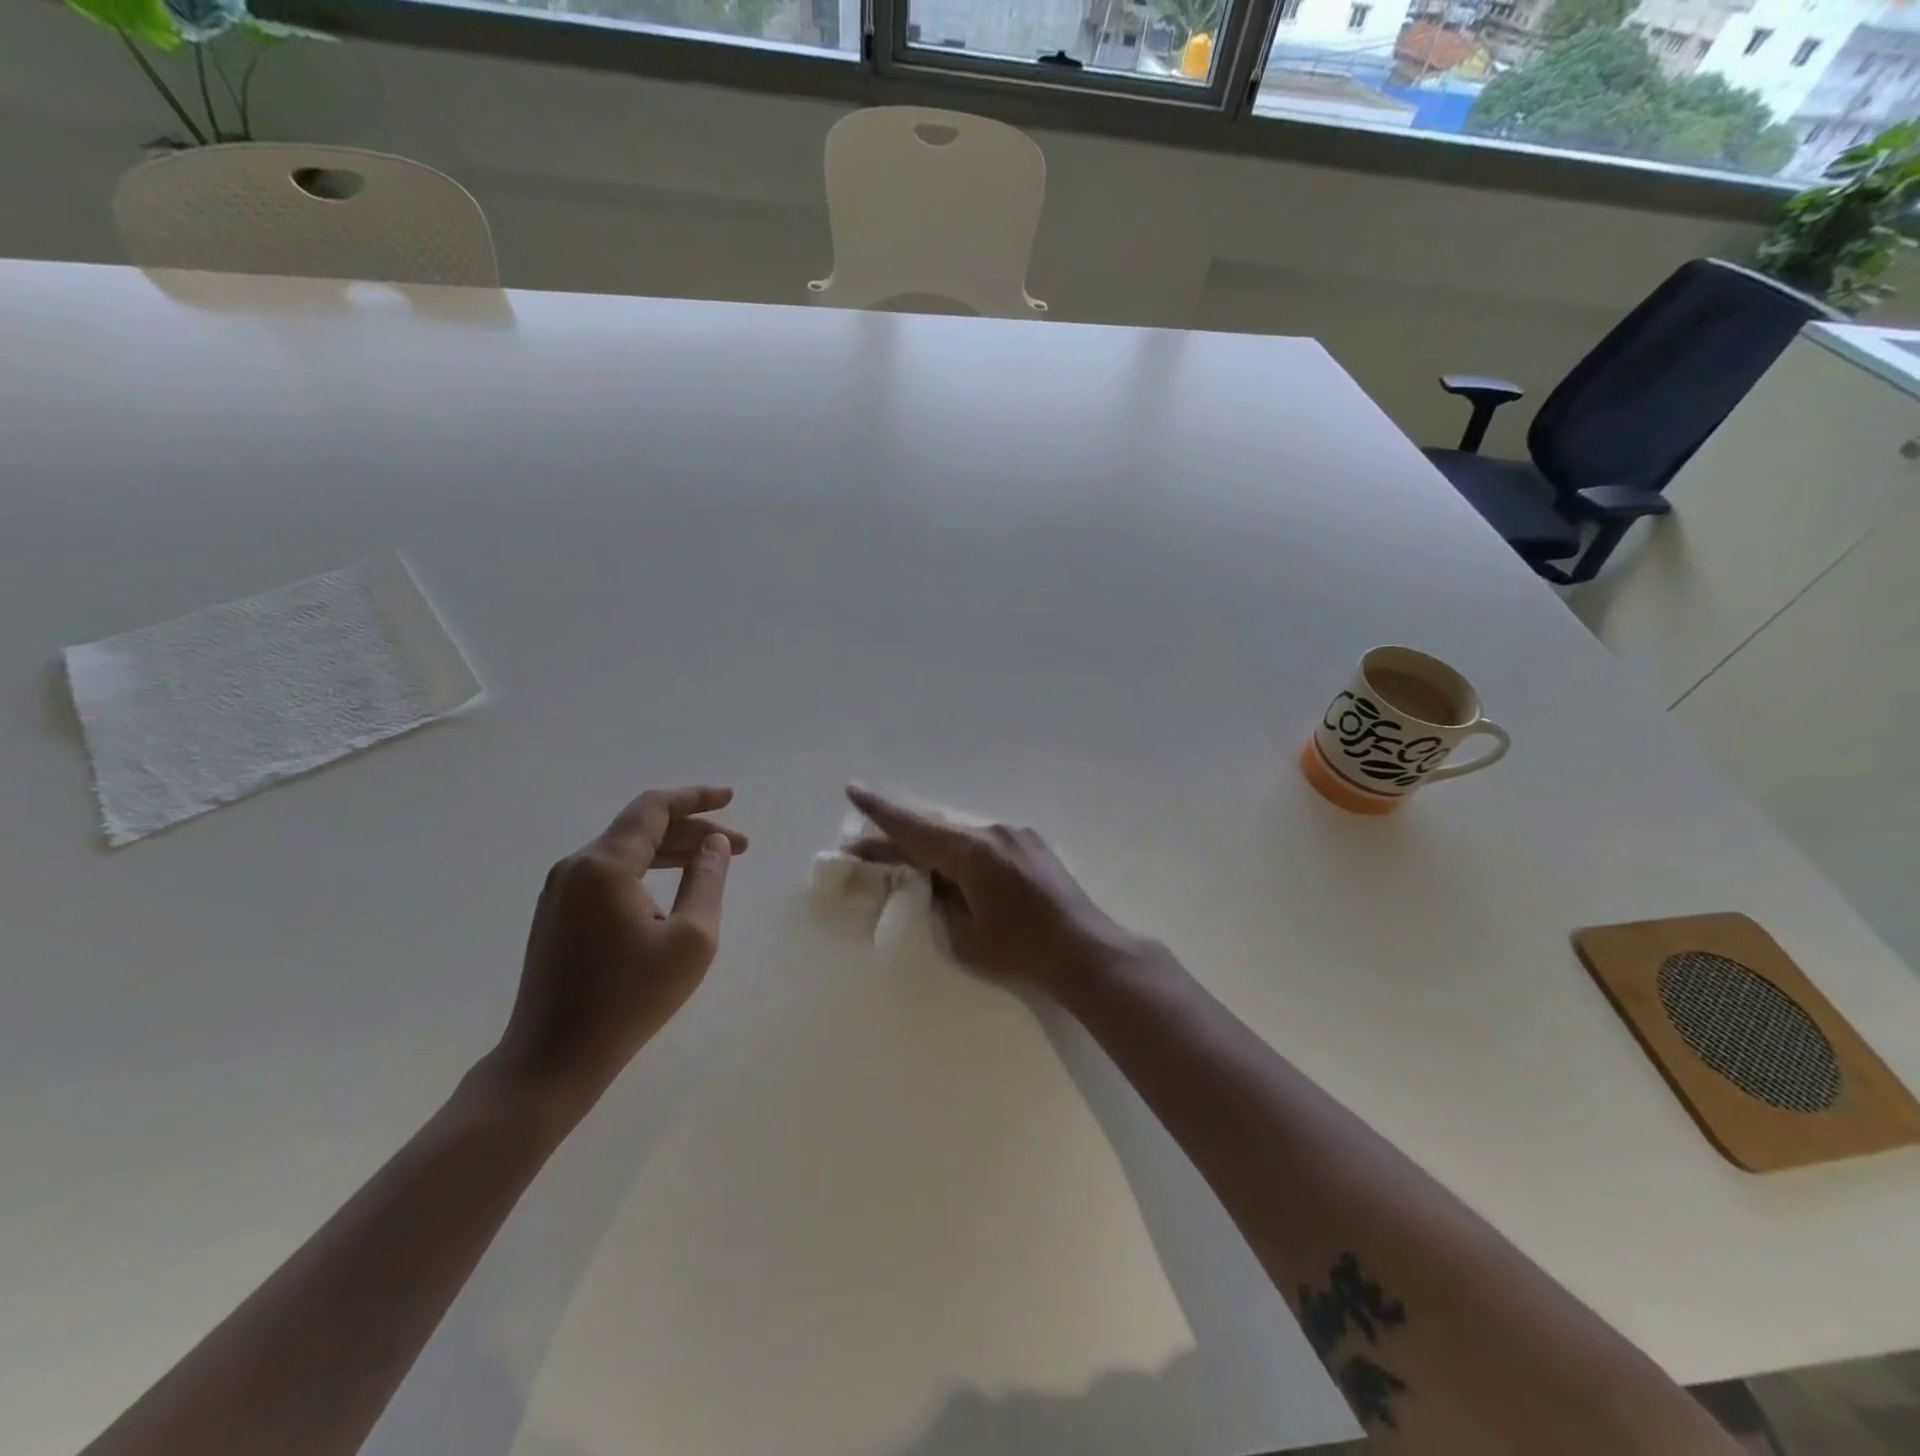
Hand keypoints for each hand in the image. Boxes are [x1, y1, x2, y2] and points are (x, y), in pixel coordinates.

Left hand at [491, 786, 747, 1109]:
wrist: (553, 1059)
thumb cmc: (629, 999)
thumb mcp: (690, 939)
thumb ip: (707, 881)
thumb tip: (715, 844)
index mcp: (604, 865)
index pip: (654, 808)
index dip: (696, 797)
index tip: (731, 799)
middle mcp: (575, 866)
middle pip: (641, 828)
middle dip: (693, 831)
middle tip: (739, 846)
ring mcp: (559, 891)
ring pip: (624, 852)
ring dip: (671, 852)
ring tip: (713, 864)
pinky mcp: (556, 914)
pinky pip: (608, 874)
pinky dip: (646, 871)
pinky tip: (671, 889)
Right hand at [846, 784, 1146, 993]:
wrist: (1085, 951)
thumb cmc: (1021, 951)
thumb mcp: (965, 936)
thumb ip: (940, 902)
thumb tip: (932, 882)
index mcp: (972, 853)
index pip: (914, 829)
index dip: (880, 812)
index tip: (853, 788)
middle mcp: (993, 833)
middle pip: (936, 830)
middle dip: (900, 839)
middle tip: (865, 846)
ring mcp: (1016, 835)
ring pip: (961, 835)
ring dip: (934, 847)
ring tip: (910, 864)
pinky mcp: (1032, 845)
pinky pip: (985, 842)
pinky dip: (963, 853)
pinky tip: (957, 872)